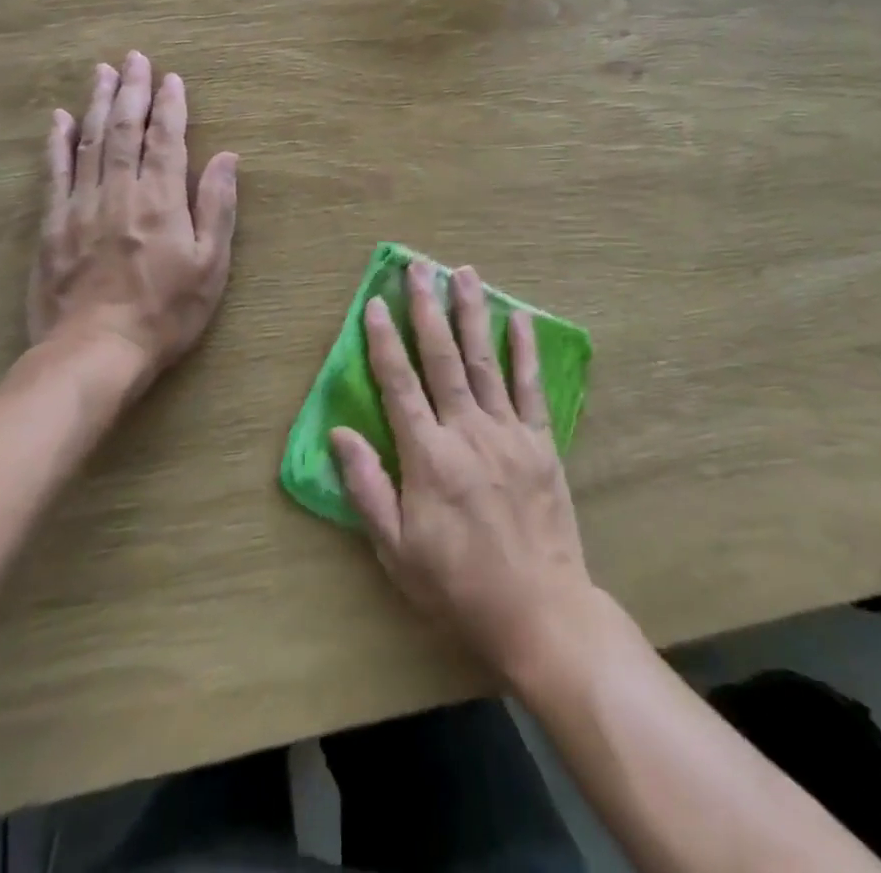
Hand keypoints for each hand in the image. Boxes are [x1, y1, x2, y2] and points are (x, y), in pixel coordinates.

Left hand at [29, 53, 238, 386]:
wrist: (95, 352)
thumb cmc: (165, 312)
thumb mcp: (210, 266)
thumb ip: (217, 207)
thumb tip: (226, 158)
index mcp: (161, 200)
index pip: (166, 140)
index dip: (170, 106)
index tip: (172, 78)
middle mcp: (119, 192)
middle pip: (125, 130)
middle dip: (132, 91)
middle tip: (134, 58)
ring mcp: (80, 206)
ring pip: (90, 142)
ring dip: (98, 104)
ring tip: (102, 72)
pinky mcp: (52, 225)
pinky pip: (55, 173)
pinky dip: (58, 143)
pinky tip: (60, 119)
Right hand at [330, 261, 595, 679]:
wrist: (539, 611)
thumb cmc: (457, 586)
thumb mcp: (396, 551)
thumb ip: (367, 488)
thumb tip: (339, 434)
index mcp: (427, 457)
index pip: (398, 384)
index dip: (382, 340)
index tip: (373, 301)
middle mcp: (466, 431)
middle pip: (441, 358)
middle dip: (426, 309)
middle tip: (418, 268)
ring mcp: (508, 432)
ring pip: (484, 360)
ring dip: (472, 314)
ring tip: (464, 273)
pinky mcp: (541, 442)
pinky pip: (531, 386)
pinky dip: (525, 350)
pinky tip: (520, 318)